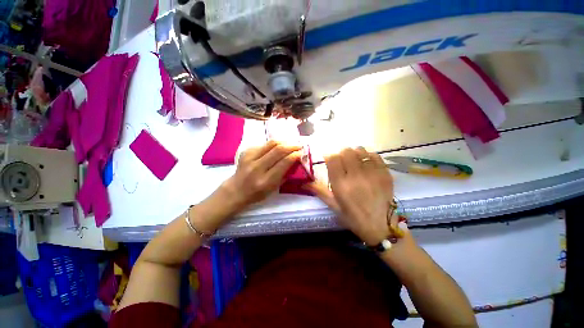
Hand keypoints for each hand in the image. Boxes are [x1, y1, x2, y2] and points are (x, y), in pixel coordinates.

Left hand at [221, 140, 302, 212]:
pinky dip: (273, 144)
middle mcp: (257, 168)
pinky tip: (278, 147)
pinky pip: (263, 144)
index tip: (302, 152)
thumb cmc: (257, 193)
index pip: (283, 163)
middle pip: (278, 150)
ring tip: (290, 144)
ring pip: (271, 143)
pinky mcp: (246, 152)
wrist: (236, 190)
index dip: (294, 155)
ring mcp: (249, 158)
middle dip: (291, 146)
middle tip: (299, 145)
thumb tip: (296, 160)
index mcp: (265, 180)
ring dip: (284, 142)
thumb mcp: (273, 189)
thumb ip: (285, 175)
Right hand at [306, 147, 397, 245]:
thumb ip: (319, 191)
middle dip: (341, 154)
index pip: (333, 159)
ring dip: (353, 153)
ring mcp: (372, 173)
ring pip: (360, 150)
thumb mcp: (334, 206)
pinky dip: (367, 155)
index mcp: (341, 185)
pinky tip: (365, 163)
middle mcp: (356, 176)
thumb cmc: (354, 218)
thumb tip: (304, 183)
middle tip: (341, 162)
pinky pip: (374, 155)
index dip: (329, 156)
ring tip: (353, 161)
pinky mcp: (385, 173)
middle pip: (346, 151)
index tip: (328, 160)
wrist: (382, 226)